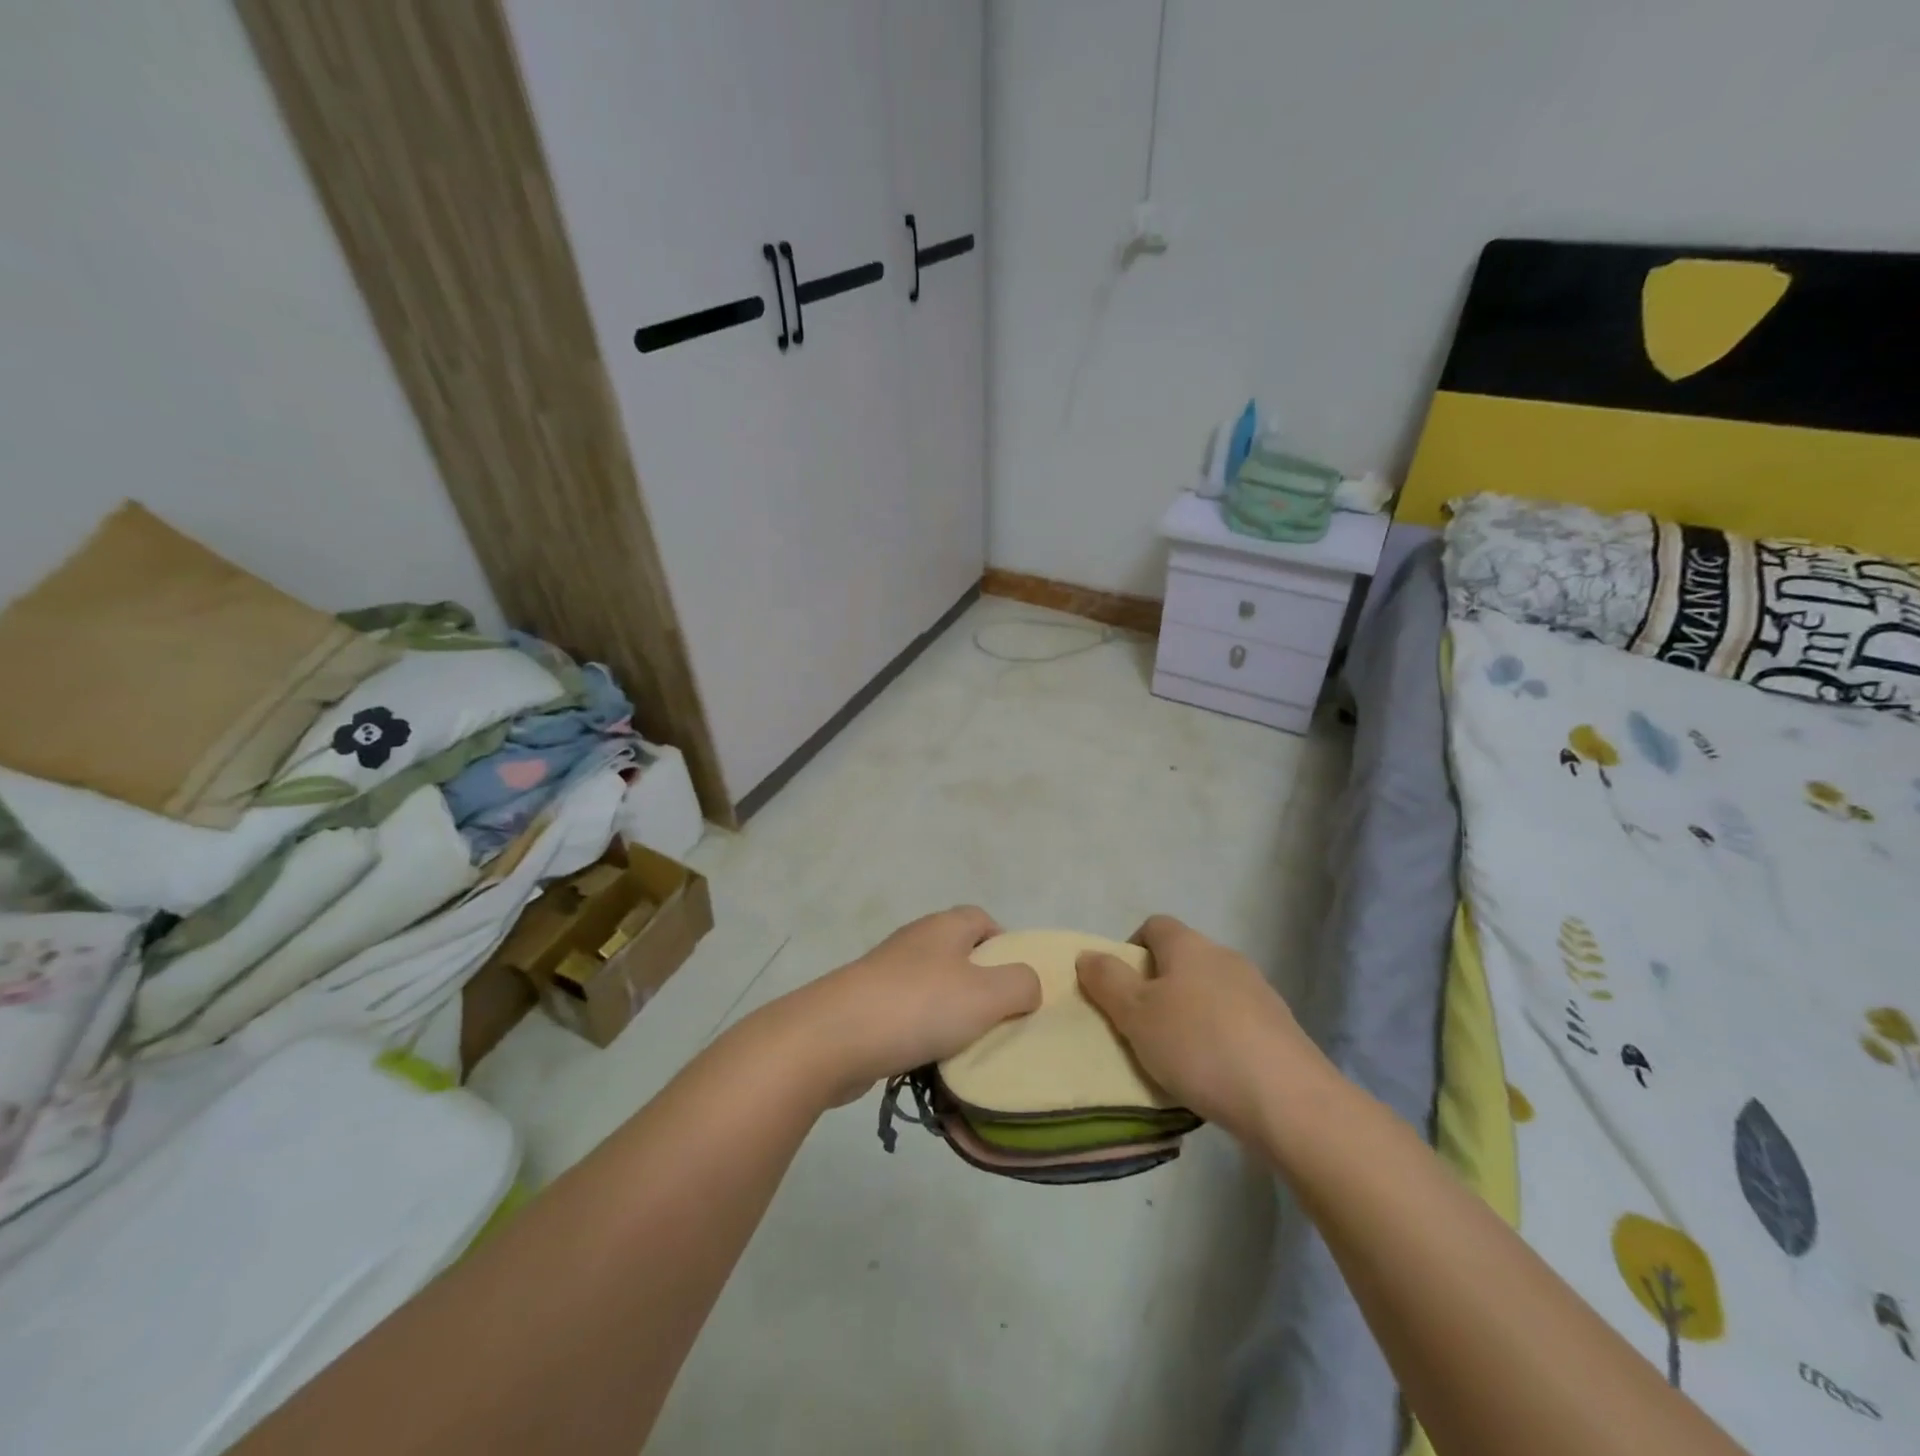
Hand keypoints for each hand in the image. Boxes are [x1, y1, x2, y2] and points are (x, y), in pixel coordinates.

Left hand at [768, 907, 1040, 1107]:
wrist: (831, 1038)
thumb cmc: (918, 1006)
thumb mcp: (987, 994)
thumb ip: (1021, 984)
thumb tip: (1027, 984)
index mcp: (944, 927)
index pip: (983, 919)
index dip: (1006, 946)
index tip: (1019, 983)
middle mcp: (915, 942)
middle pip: (960, 956)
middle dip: (982, 987)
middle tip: (1001, 1021)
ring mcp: (886, 974)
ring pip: (934, 989)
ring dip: (952, 1016)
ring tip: (970, 1049)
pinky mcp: (865, 1006)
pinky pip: (908, 1017)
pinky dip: (923, 1036)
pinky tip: (931, 1063)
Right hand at [1076, 915, 1321, 1138]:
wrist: (1289, 1101)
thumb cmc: (1199, 1046)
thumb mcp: (1136, 1014)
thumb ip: (1107, 981)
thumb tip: (1088, 955)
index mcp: (1190, 946)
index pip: (1154, 925)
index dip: (1130, 949)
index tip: (1119, 988)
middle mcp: (1226, 958)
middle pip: (1182, 959)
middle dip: (1158, 987)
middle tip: (1140, 1027)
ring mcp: (1258, 993)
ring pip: (1210, 993)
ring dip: (1189, 1015)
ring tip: (1174, 1058)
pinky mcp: (1280, 1030)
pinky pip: (1235, 1023)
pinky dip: (1218, 1040)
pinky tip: (1212, 1075)